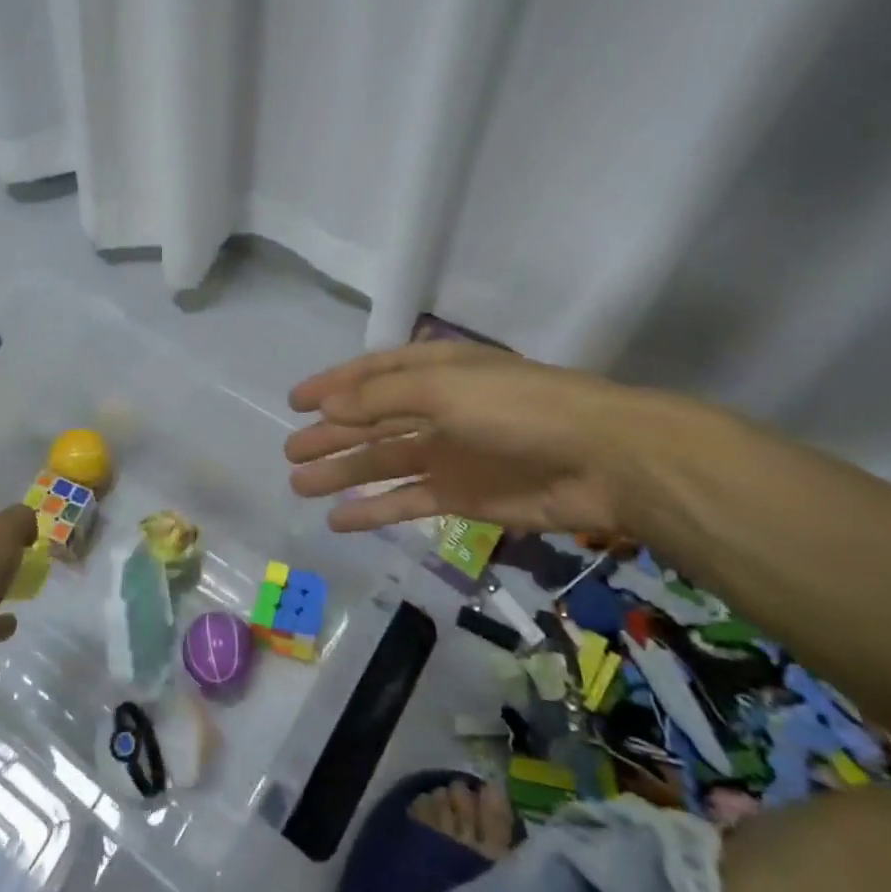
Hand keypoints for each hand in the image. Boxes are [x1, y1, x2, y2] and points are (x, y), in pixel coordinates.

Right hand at [284, 341, 663, 538]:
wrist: (601, 460)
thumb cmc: (515, 408)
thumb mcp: (440, 388)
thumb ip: (380, 399)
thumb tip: (328, 408)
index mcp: (432, 371)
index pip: (369, 375)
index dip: (331, 386)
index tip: (294, 403)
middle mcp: (435, 408)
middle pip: (369, 422)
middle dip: (329, 435)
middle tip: (289, 452)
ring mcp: (447, 454)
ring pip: (381, 463)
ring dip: (342, 473)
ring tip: (300, 485)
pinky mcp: (461, 496)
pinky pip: (405, 501)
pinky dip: (373, 510)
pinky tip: (340, 520)